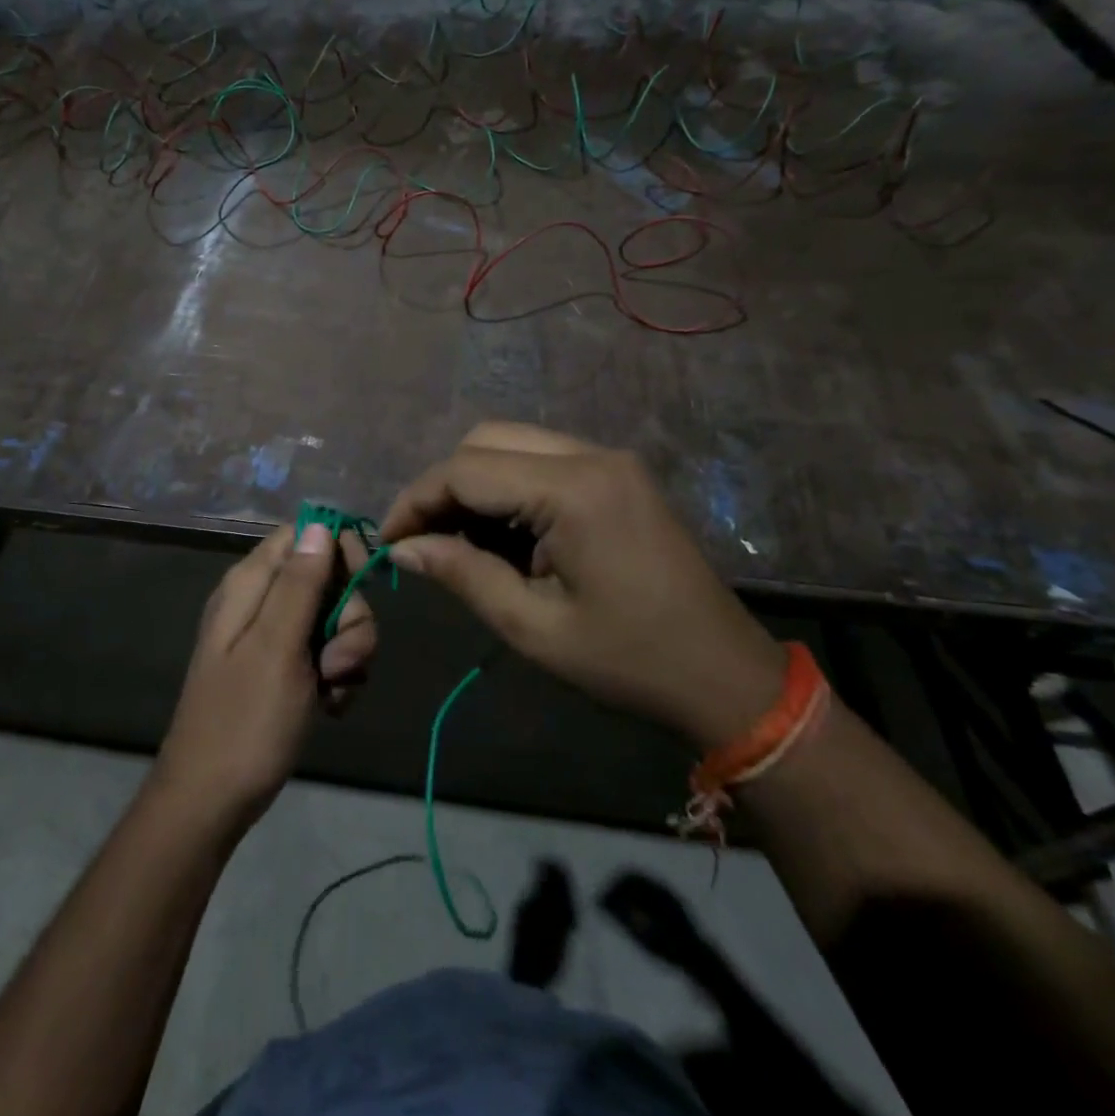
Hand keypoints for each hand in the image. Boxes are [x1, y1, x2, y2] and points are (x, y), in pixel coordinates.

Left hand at [155, 523, 375, 825]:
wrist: (212, 799)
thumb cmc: (244, 720)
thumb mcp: (277, 646)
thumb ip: (299, 583)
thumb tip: (319, 523)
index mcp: (251, 584)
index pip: (304, 534)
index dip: (338, 551)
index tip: (360, 584)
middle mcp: (262, 602)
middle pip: (328, 579)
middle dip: (349, 618)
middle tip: (337, 661)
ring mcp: (274, 638)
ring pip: (334, 620)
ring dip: (348, 655)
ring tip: (332, 692)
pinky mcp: (285, 670)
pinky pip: (327, 655)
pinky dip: (337, 678)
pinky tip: (330, 707)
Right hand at [379, 422, 781, 748]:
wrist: (726, 675)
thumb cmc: (628, 661)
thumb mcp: (533, 626)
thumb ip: (462, 574)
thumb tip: (402, 548)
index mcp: (574, 490)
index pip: (466, 470)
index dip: (416, 501)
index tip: (388, 542)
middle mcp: (591, 456)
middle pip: (485, 440)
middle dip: (442, 487)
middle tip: (423, 541)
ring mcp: (610, 460)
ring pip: (511, 444)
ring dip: (474, 485)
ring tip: (460, 544)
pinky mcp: (617, 475)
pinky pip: (542, 461)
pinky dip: (508, 488)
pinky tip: (504, 537)